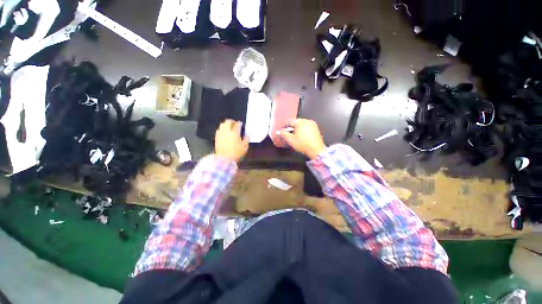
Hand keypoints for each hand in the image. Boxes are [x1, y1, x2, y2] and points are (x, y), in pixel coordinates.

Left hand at [215, 120, 248, 161]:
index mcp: (235, 132)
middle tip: (234, 123)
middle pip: (228, 121)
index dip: (239, 123)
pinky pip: (219, 130)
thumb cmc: (236, 153)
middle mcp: (227, 131)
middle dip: (232, 121)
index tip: (240, 124)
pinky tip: (224, 132)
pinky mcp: (217, 137)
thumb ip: (246, 139)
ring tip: (229, 127)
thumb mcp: (245, 146)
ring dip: (226, 124)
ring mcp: (221, 134)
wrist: (224, 159)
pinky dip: (222, 129)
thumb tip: (247, 134)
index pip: (237, 124)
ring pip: (222, 124)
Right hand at [280, 119, 325, 158]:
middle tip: (289, 135)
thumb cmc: (303, 144)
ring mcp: (313, 125)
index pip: (289, 122)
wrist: (316, 150)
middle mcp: (307, 121)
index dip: (285, 126)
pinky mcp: (316, 129)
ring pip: (302, 125)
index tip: (282, 131)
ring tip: (295, 137)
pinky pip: (307, 128)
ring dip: (298, 130)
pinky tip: (302, 138)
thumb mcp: (290, 140)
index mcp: (300, 122)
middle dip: (292, 128)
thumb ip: (284, 134)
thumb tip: (281, 131)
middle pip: (296, 123)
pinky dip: (303, 131)